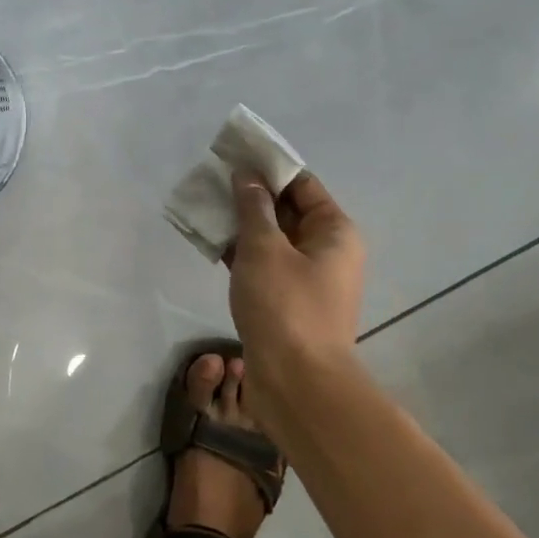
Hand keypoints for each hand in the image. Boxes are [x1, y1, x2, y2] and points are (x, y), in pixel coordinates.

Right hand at [227, 171, 365, 366]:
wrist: (296, 383)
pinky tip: (210, 241)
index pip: (302, 184)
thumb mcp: (264, 249)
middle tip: (212, 179)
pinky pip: (263, 263)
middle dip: (251, 194)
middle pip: (287, 209)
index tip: (234, 155)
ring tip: (204, 206)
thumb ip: (253, 207)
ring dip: (242, 223)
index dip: (268, 167)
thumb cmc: (285, 306)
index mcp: (334, 231)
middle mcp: (326, 250)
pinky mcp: (287, 300)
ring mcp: (307, 277)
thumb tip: (246, 175)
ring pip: (272, 238)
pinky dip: (240, 251)